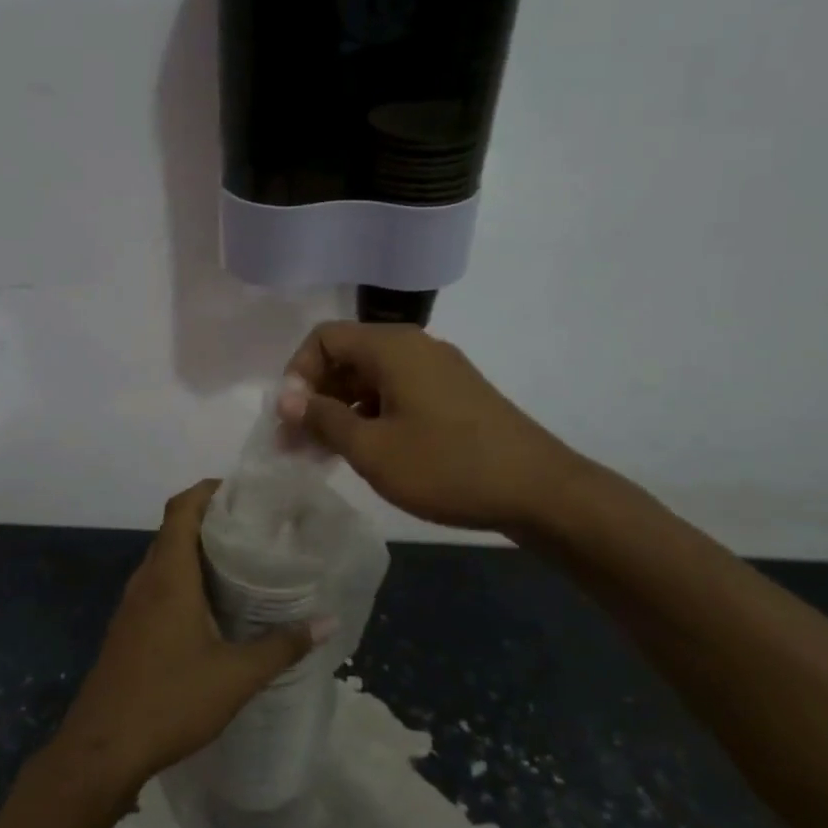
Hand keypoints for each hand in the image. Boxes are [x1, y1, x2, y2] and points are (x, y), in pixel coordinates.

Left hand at [50, 481, 332, 795]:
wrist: (102, 749)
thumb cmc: (170, 701)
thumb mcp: (236, 676)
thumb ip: (282, 646)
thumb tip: (327, 621)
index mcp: (169, 576)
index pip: (182, 508)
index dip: (209, 490)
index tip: (245, 492)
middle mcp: (146, 580)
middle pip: (174, 529)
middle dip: (212, 519)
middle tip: (257, 527)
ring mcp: (132, 605)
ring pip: (165, 559)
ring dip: (197, 551)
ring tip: (242, 562)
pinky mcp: (128, 628)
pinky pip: (158, 585)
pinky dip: (184, 578)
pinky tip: (213, 606)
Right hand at [277, 321, 590, 534]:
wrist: (539, 490)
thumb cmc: (446, 465)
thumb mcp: (372, 448)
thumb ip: (324, 419)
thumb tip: (288, 400)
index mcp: (392, 347)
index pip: (324, 337)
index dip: (297, 374)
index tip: (291, 419)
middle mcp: (414, 346)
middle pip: (347, 356)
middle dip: (315, 396)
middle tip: (298, 443)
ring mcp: (438, 370)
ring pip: (371, 378)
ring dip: (341, 409)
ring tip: (325, 454)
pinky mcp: (453, 394)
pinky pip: (397, 392)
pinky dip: (371, 415)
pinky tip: (366, 451)